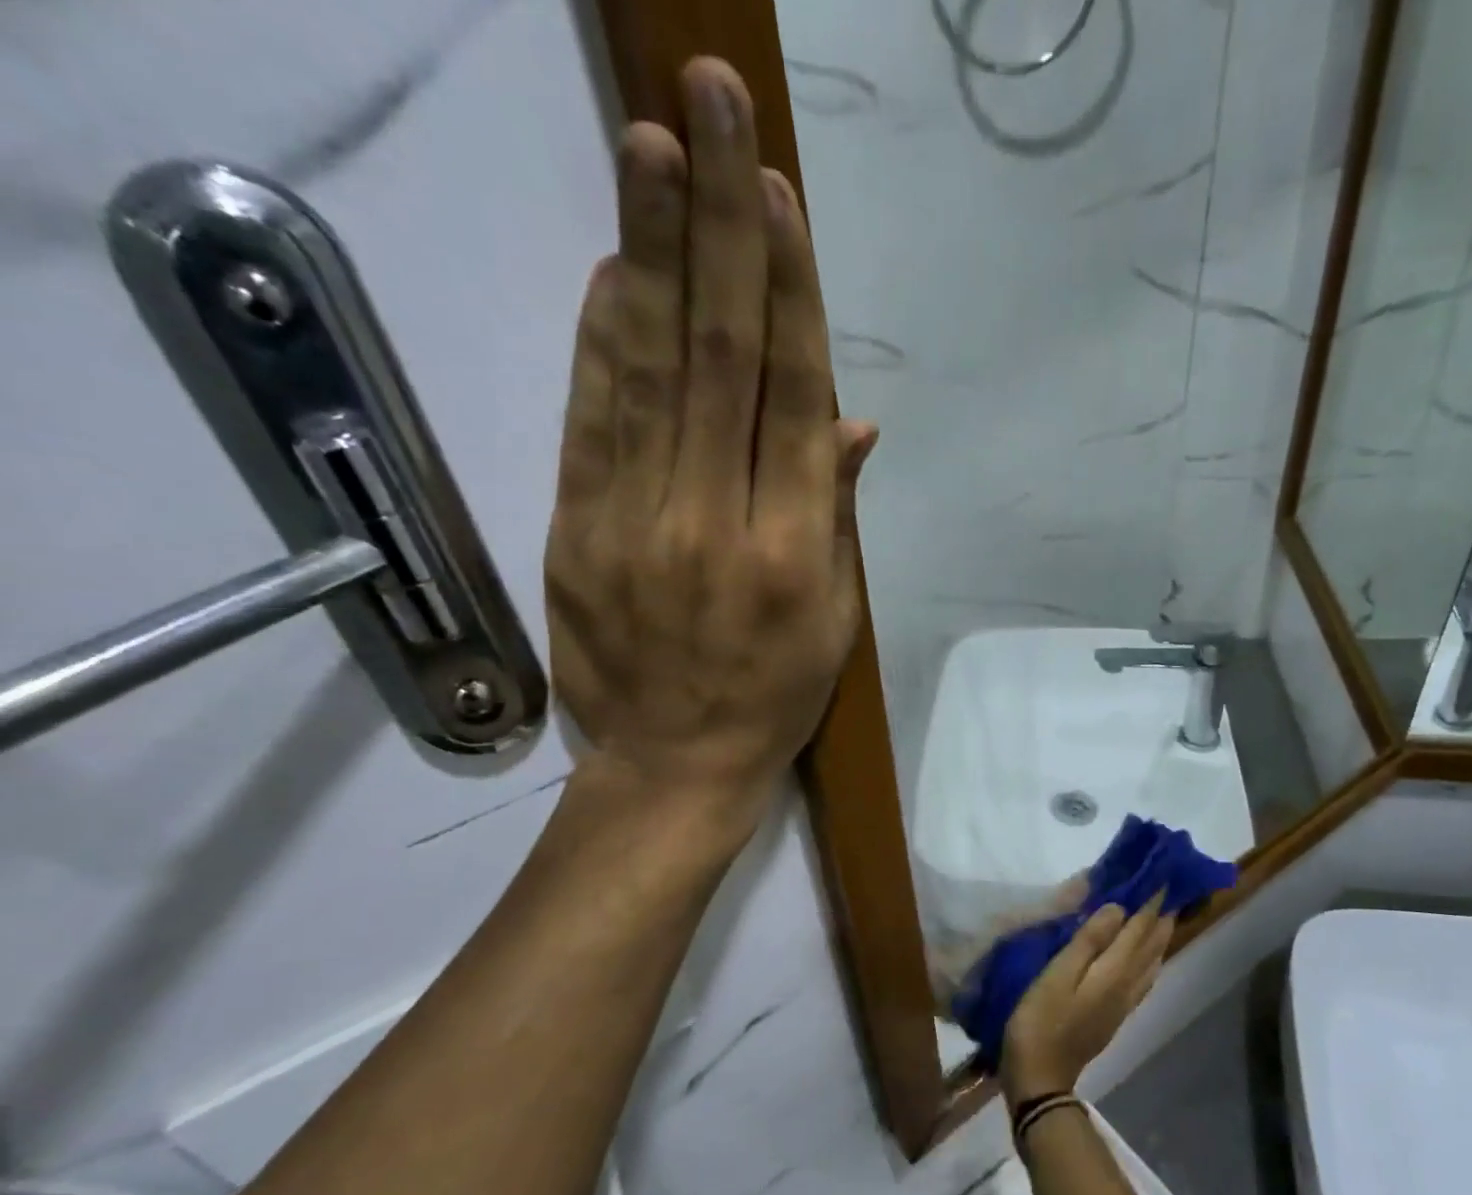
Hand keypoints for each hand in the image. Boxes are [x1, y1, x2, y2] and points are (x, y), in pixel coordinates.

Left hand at [544, 58, 879, 817]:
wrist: (674, 768)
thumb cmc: (774, 699)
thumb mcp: (835, 622)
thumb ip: (837, 516)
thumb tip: (851, 422)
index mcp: (795, 550)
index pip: (793, 396)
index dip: (789, 290)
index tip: (777, 193)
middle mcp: (718, 521)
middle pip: (721, 355)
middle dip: (722, 225)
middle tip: (714, 104)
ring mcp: (637, 523)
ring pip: (647, 370)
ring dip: (651, 250)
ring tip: (652, 144)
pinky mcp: (577, 533)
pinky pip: (591, 422)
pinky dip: (600, 340)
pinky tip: (609, 266)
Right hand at [1000, 898, 1177, 1104]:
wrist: (1041, 1077)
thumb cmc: (1040, 1020)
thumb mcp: (1057, 975)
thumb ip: (1088, 940)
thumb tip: (1119, 908)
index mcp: (1114, 971)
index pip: (1139, 928)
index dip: (1151, 902)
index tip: (1162, 875)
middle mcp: (1127, 985)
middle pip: (1151, 945)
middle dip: (1161, 916)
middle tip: (1170, 889)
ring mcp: (1123, 1004)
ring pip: (1151, 963)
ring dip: (1159, 937)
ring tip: (1163, 916)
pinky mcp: (1114, 1016)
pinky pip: (1143, 979)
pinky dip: (1150, 960)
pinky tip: (1148, 960)